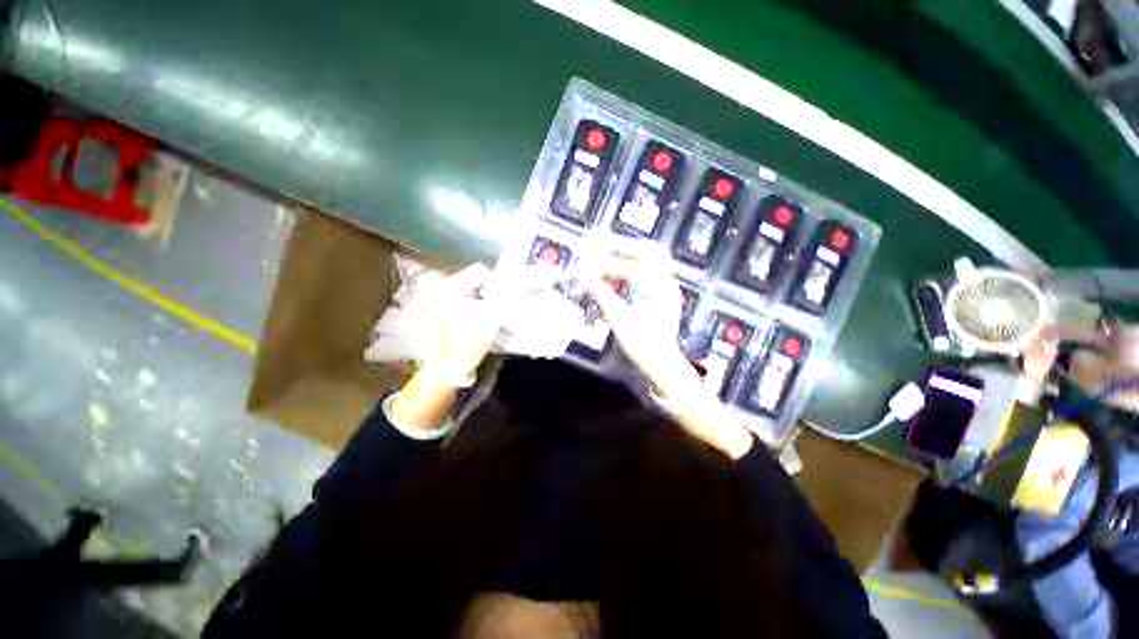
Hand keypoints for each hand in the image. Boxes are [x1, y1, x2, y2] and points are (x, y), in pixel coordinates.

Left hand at [421, 262, 534, 381]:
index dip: (493, 287)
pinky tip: (473, 320)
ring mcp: (438, 296)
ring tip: (480, 318)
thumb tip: (520, 276)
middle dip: (487, 294)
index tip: (492, 306)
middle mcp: (439, 287)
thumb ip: (508, 294)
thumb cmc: (471, 341)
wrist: (452, 365)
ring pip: (472, 288)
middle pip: (475, 278)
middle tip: (487, 314)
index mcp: (448, 287)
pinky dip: (474, 305)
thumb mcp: (494, 315)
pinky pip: (465, 296)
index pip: (480, 271)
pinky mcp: (440, 305)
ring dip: (481, 300)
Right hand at [583, 242, 753, 459]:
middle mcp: (667, 283)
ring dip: (634, 251)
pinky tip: (626, 270)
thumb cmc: (642, 345)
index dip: (606, 264)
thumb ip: (603, 294)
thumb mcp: (619, 320)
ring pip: (656, 257)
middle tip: (602, 244)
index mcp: (657, 289)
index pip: (630, 267)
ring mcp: (670, 287)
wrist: (663, 363)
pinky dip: (640, 263)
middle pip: (650, 250)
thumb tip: (586, 275)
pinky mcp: (668, 294)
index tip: (588, 265)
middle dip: (624, 245)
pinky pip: (656, 268)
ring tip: (613, 252)